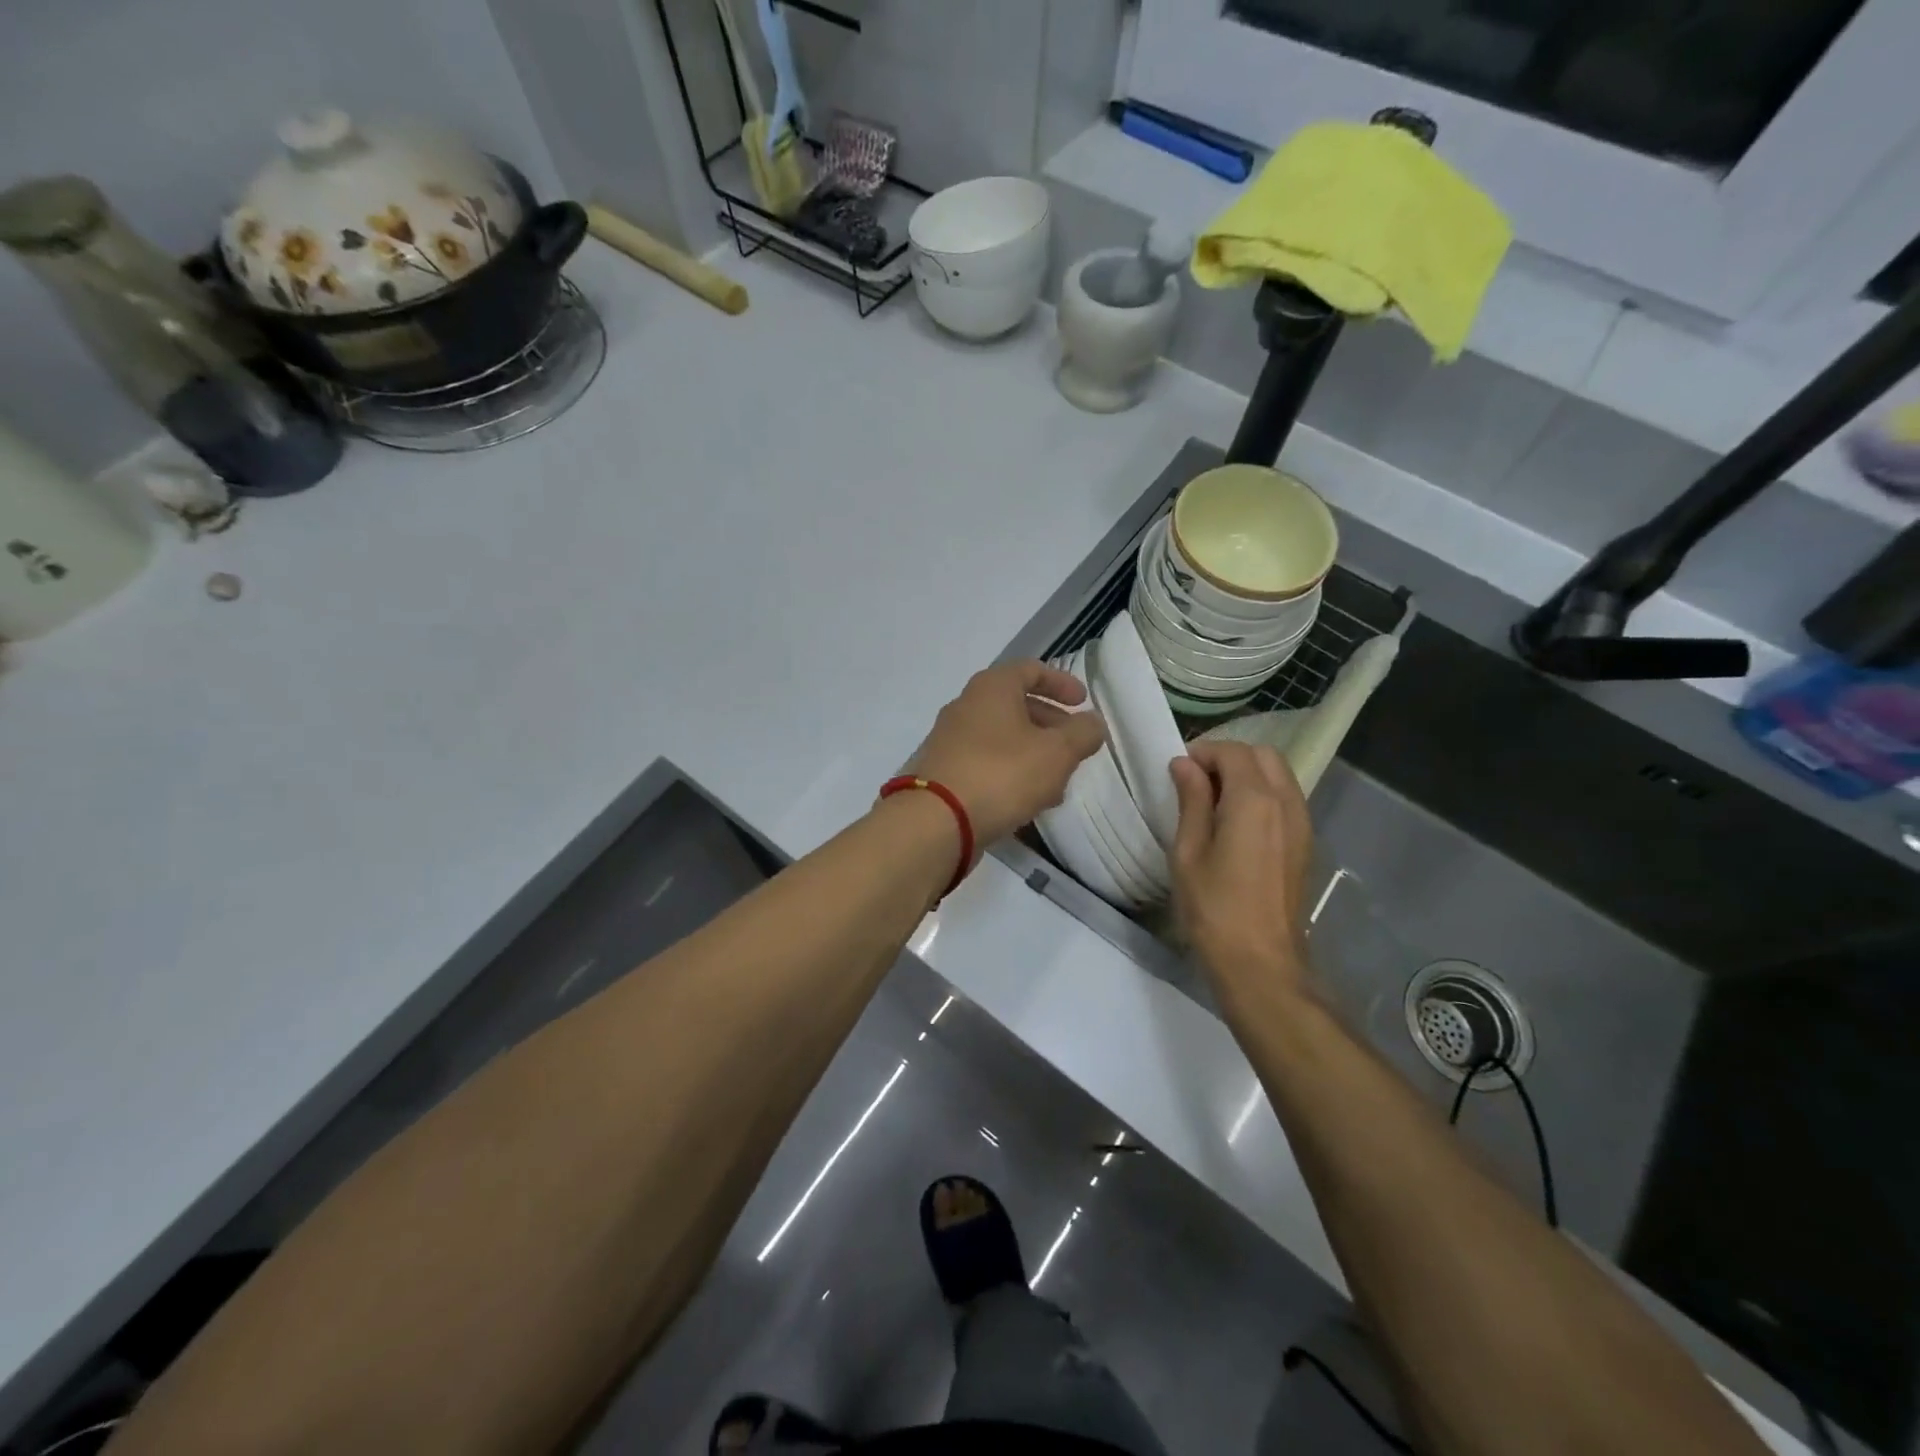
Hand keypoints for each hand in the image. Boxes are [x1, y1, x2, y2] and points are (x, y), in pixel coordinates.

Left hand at [906, 661, 1106, 850]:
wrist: (937, 821)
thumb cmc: (1002, 774)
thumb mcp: (1057, 752)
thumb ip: (1082, 733)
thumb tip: (1093, 722)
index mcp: (992, 688)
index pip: (1031, 670)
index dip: (1061, 683)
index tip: (1083, 703)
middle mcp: (966, 706)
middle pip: (1016, 704)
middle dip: (1050, 724)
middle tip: (1074, 746)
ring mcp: (950, 740)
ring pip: (1002, 737)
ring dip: (1034, 753)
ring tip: (1058, 782)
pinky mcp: (944, 772)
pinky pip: (986, 763)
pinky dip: (1012, 772)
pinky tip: (1030, 801)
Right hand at [1169, 740, 1315, 1008]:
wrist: (1260, 962)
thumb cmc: (1214, 907)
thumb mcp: (1188, 851)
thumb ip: (1191, 801)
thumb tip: (1184, 765)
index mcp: (1255, 801)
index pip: (1233, 752)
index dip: (1203, 753)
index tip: (1177, 771)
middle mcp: (1286, 803)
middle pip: (1263, 756)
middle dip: (1228, 757)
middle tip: (1195, 781)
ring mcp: (1302, 824)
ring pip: (1278, 775)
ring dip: (1247, 774)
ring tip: (1213, 801)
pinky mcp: (1305, 844)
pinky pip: (1285, 799)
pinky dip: (1261, 795)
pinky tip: (1235, 823)